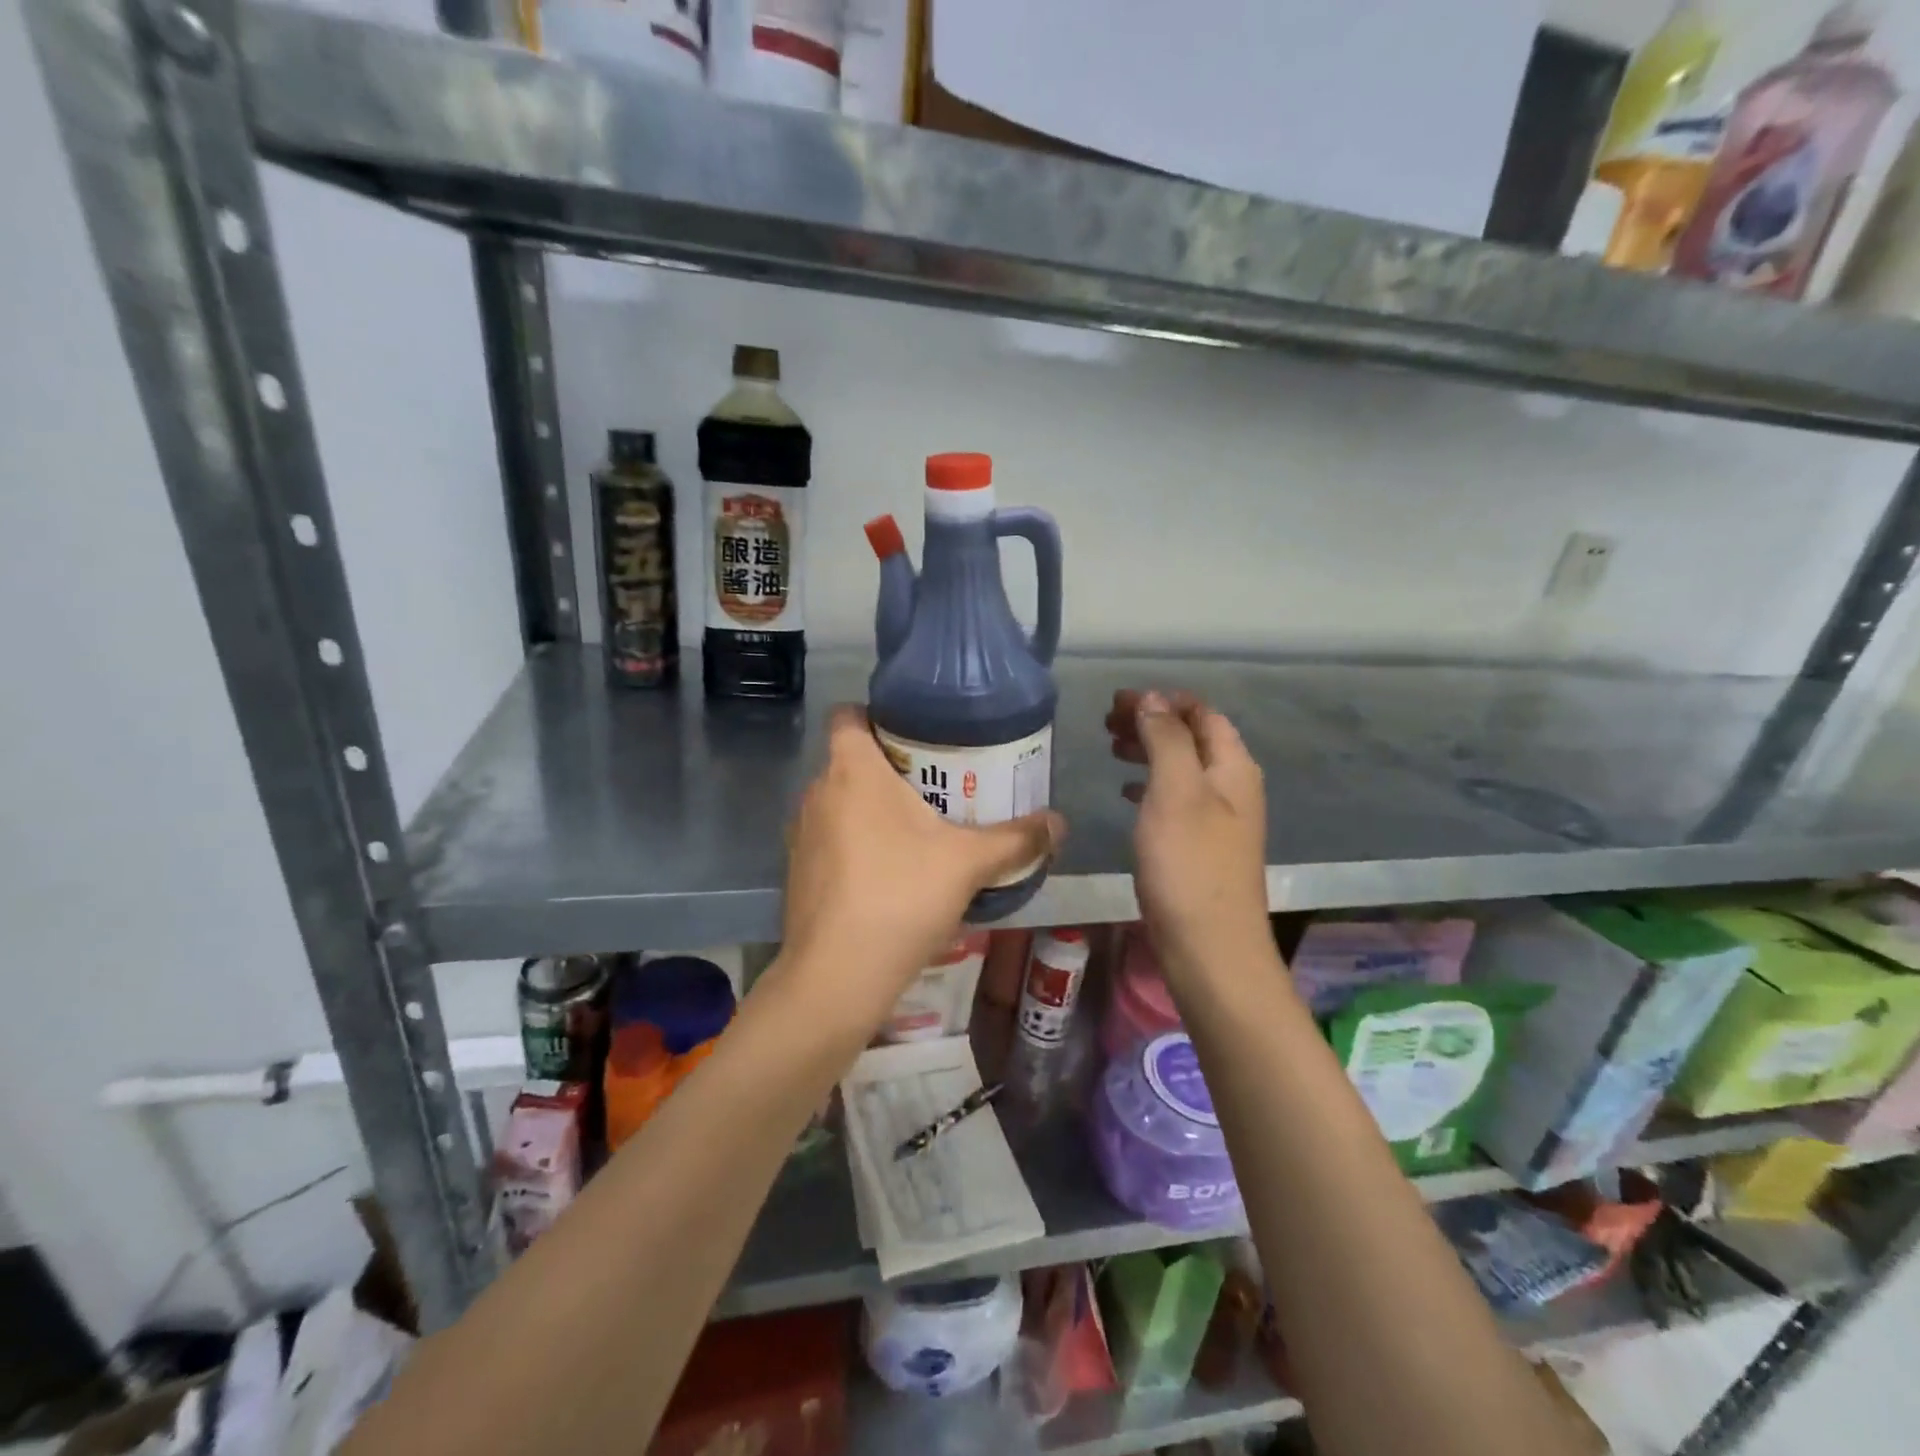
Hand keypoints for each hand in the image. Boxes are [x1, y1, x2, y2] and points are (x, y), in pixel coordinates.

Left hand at [778, 707, 1064, 1025]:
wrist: (837, 977)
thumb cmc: (901, 897)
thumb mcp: (968, 864)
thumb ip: (1016, 839)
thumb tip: (1060, 823)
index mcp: (852, 770)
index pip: (847, 714)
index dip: (876, 714)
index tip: (915, 733)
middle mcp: (817, 792)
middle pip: (849, 759)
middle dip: (889, 767)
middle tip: (936, 783)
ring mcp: (801, 834)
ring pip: (839, 802)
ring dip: (871, 808)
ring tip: (918, 828)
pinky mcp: (798, 872)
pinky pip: (830, 838)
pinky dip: (856, 843)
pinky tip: (889, 873)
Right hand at [1108, 690, 1268, 978]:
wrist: (1210, 947)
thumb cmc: (1189, 863)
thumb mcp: (1175, 791)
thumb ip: (1166, 739)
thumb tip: (1152, 698)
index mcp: (1232, 766)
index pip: (1201, 713)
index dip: (1162, 699)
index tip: (1117, 700)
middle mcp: (1232, 787)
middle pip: (1193, 737)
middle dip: (1153, 721)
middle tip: (1108, 722)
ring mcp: (1219, 819)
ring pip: (1182, 766)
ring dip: (1149, 750)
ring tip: (1112, 748)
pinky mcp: (1200, 845)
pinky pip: (1175, 797)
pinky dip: (1150, 784)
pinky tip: (1127, 792)